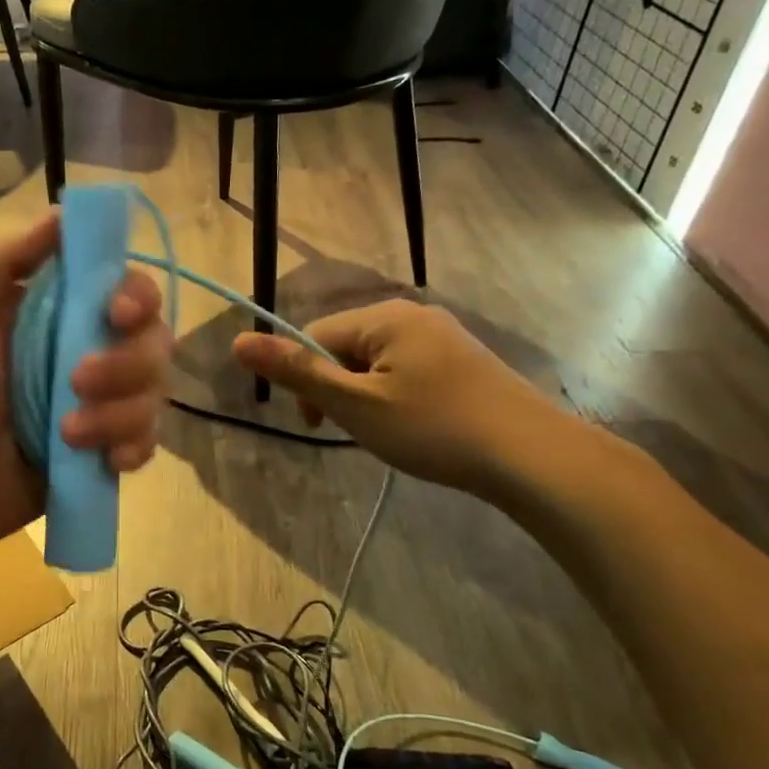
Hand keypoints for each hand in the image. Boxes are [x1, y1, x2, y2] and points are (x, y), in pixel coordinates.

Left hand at [0, 214, 170, 556]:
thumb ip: (5, 262)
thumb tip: (64, 214)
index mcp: (52, 313)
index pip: (122, 288)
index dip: (134, 296)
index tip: (115, 316)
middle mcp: (83, 353)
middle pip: (152, 340)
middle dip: (126, 363)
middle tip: (78, 383)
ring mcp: (95, 407)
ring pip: (152, 393)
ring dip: (120, 413)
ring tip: (66, 435)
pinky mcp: (98, 454)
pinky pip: (145, 442)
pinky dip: (133, 448)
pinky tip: (106, 461)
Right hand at [231, 300, 575, 496]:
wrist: (531, 455)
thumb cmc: (434, 428)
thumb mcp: (356, 404)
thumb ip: (297, 372)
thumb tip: (238, 342)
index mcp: (385, 316)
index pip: (316, 335)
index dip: (306, 379)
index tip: (320, 423)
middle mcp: (414, 314)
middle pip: (346, 346)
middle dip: (338, 388)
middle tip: (357, 431)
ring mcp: (444, 335)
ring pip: (377, 361)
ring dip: (366, 395)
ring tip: (389, 433)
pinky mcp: (464, 359)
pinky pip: (408, 369)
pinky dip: (397, 396)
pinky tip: (418, 426)